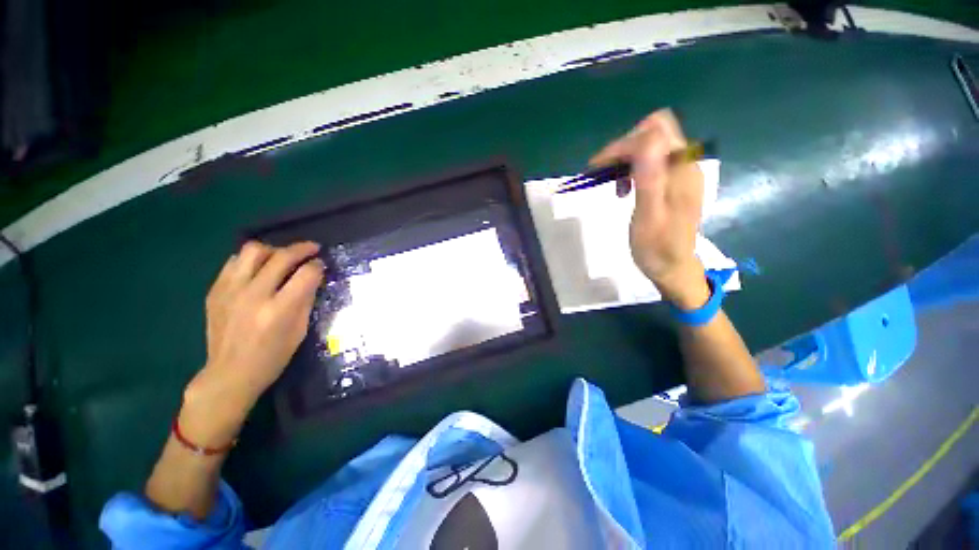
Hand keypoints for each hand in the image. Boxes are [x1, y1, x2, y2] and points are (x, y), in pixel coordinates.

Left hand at [182, 241, 324, 444]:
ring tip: (281, 258)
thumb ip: (306, 300)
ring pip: (253, 250)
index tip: (321, 265)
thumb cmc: (273, 356)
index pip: (306, 274)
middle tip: (312, 249)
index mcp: (279, 310)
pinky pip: (234, 261)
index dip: (318, 266)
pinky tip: (259, 270)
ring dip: (273, 250)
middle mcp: (254, 295)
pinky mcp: (215, 291)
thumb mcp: (300, 330)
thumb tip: (313, 277)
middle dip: (302, 249)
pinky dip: (251, 260)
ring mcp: (230, 291)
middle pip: (281, 256)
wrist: (230, 373)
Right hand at [591, 109, 708, 307]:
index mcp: (681, 172)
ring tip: (613, 184)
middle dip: (623, 147)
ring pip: (652, 143)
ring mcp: (682, 171)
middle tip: (602, 172)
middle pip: (655, 131)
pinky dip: (632, 167)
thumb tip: (646, 142)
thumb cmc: (657, 249)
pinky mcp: (675, 180)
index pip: (653, 134)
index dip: (622, 145)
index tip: (598, 167)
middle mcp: (685, 164)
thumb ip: (650, 180)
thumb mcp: (649, 219)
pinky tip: (624, 187)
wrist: (674, 268)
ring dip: (626, 157)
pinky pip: (653, 159)